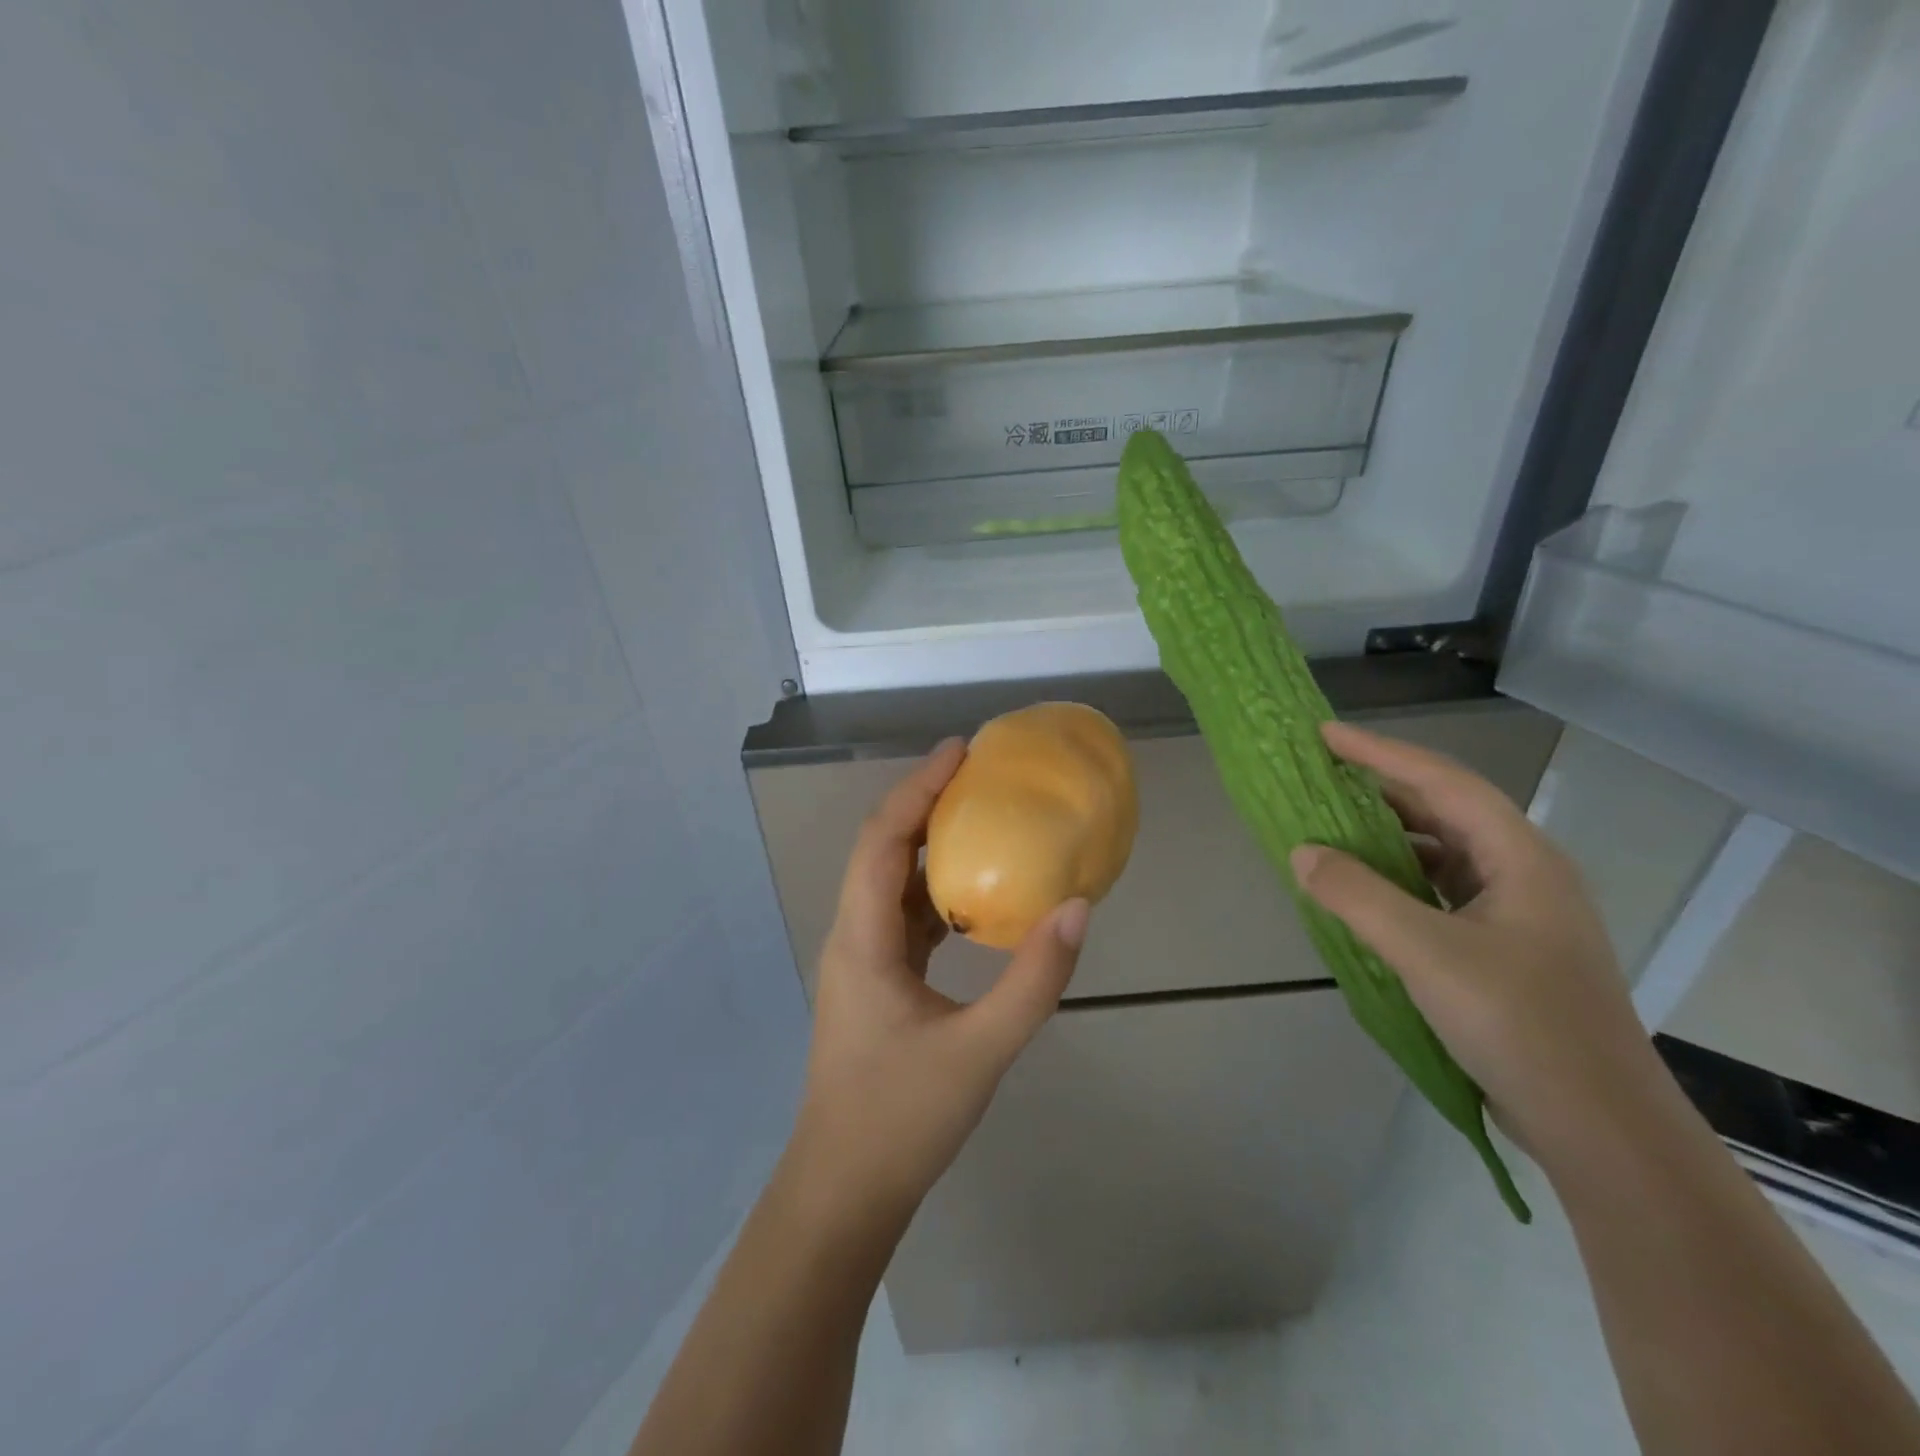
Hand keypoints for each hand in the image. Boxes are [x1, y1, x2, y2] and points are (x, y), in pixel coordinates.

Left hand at [788, 739, 1090, 1230]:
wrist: (845, 1190)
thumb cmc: (901, 1120)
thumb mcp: (980, 1051)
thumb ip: (1033, 982)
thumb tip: (1076, 908)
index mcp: (861, 939)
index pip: (883, 840)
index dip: (917, 788)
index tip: (960, 751)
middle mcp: (852, 936)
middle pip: (882, 849)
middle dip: (924, 803)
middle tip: (976, 773)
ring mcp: (860, 960)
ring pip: (891, 882)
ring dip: (929, 845)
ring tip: (979, 817)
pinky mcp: (875, 981)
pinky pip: (903, 916)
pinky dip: (935, 890)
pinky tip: (973, 895)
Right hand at [1289, 721, 1665, 1166]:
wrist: (1601, 1127)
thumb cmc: (1521, 1025)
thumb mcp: (1427, 954)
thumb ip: (1358, 896)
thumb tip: (1302, 852)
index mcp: (1520, 858)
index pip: (1443, 783)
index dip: (1381, 754)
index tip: (1325, 735)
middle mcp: (1523, 873)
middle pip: (1445, 810)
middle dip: (1382, 789)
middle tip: (1321, 775)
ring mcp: (1517, 913)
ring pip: (1442, 853)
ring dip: (1388, 836)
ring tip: (1332, 827)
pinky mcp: (1503, 948)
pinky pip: (1439, 891)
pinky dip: (1397, 879)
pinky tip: (1364, 892)